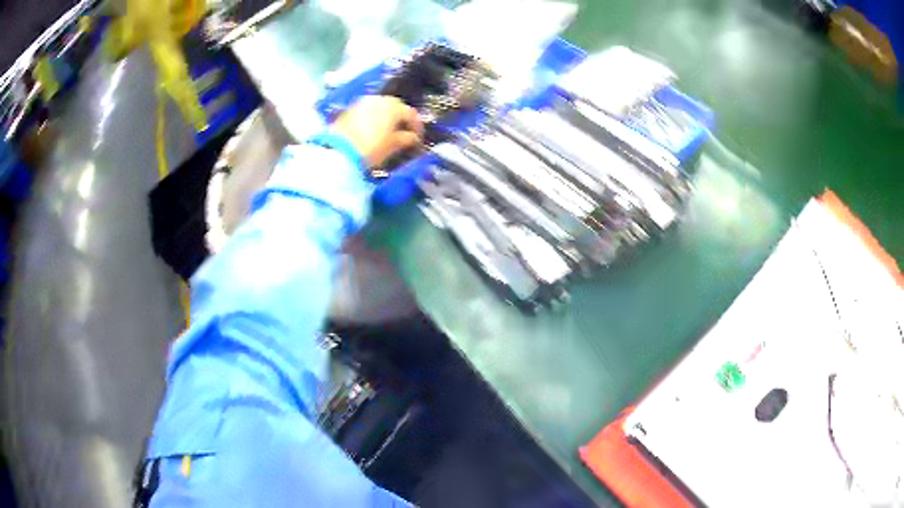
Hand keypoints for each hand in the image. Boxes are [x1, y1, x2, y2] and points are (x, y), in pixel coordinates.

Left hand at [331, 96, 423, 168]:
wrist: (339, 150)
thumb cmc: (371, 147)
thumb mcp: (392, 145)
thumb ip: (406, 139)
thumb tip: (413, 137)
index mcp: (394, 106)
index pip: (411, 114)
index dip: (417, 126)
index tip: (418, 138)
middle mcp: (379, 99)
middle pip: (395, 107)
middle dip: (401, 119)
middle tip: (404, 133)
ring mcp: (363, 103)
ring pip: (380, 107)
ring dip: (386, 117)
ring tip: (388, 132)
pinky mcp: (350, 109)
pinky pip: (367, 111)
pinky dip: (373, 118)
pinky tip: (372, 130)